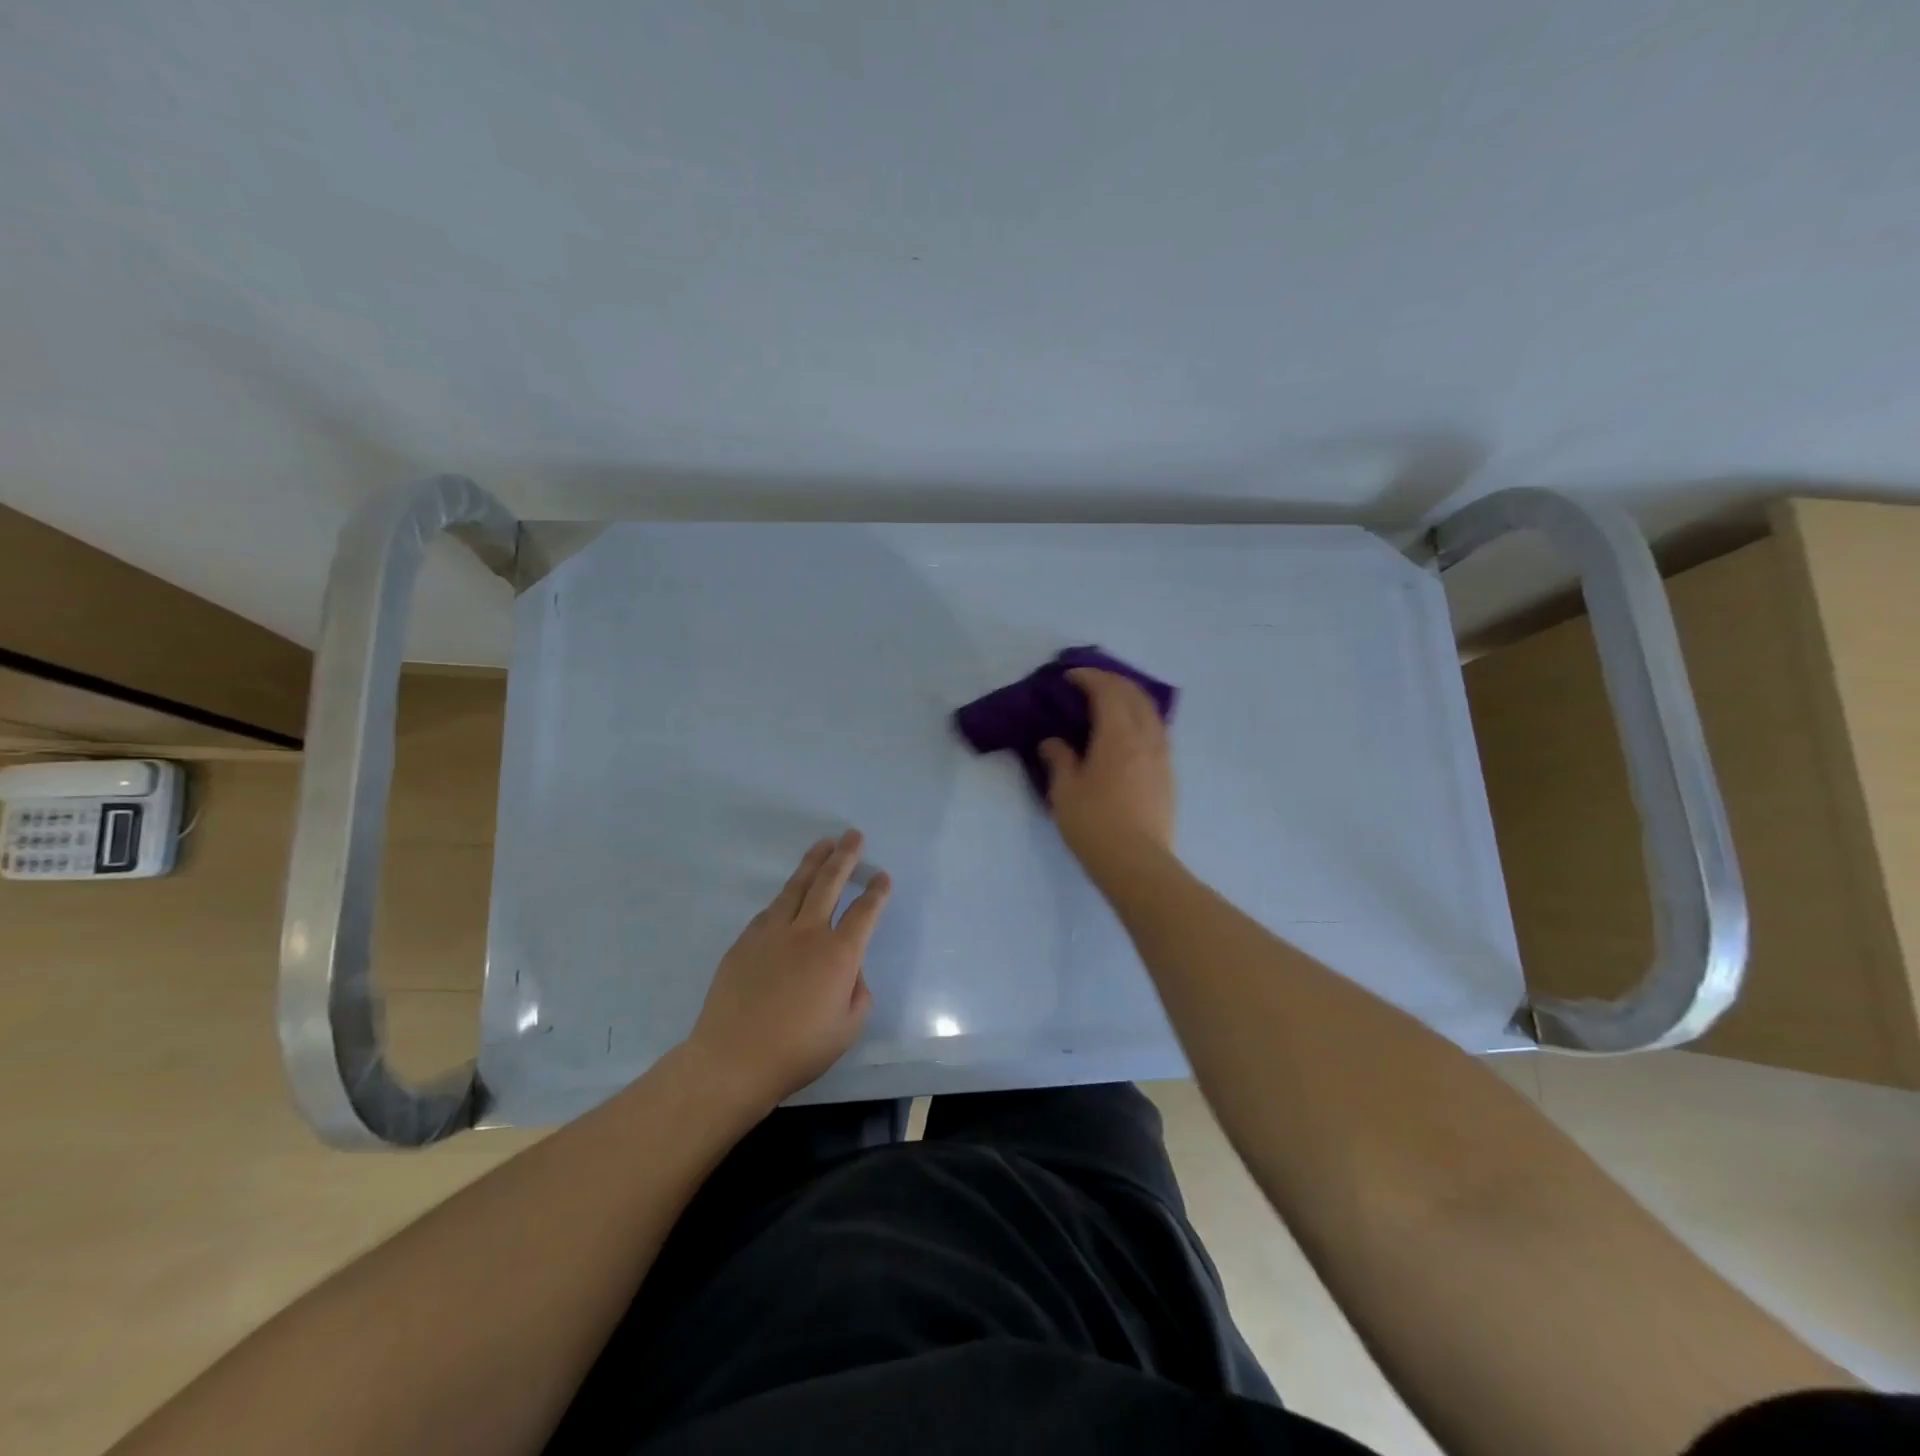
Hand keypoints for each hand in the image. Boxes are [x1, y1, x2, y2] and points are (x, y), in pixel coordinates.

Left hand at [687, 830, 890, 1112]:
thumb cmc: (798, 1050)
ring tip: (824, 844)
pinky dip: (786, 895)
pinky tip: (789, 893)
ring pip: (796, 886)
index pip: (865, 912)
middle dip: (845, 857)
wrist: (733, 1059)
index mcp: (839, 954)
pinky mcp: (746, 940)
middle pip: (830, 883)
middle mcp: (808, 933)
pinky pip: (771, 909)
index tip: (883, 877)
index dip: (877, 892)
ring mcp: (772, 932)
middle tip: (853, 835)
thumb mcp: (847, 1029)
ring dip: (813, 862)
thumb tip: (850, 972)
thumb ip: (858, 993)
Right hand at [1039, 668, 1176, 865]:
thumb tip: (1053, 743)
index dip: (1088, 677)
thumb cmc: (1094, 823)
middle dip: (1112, 681)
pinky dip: (1141, 719)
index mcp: (1118, 735)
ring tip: (1111, 703)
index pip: (1107, 691)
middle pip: (1134, 695)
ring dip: (1130, 698)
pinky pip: (1157, 731)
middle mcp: (1145, 737)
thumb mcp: (1065, 791)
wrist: (1137, 863)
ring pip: (1151, 712)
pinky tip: (1129, 733)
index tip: (1069, 677)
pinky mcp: (1168, 775)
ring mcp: (1162, 756)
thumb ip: (1060, 759)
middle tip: (1089, 683)